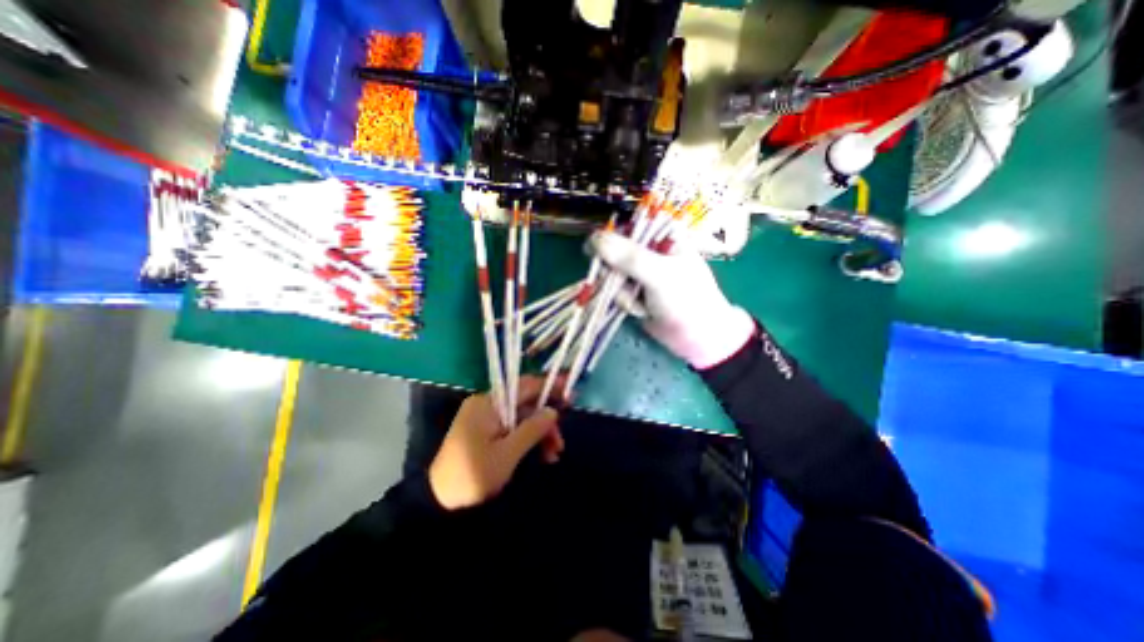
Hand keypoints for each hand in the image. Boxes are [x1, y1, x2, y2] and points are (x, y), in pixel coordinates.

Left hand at [429, 377, 562, 511]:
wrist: (439, 504)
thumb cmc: (473, 476)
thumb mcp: (507, 454)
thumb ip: (532, 429)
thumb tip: (553, 411)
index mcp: (488, 403)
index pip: (523, 386)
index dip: (548, 386)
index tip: (568, 391)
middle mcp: (487, 405)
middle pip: (525, 404)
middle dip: (546, 421)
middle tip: (561, 441)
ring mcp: (486, 419)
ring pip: (522, 419)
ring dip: (540, 434)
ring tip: (554, 455)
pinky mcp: (487, 433)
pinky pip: (513, 429)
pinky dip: (528, 440)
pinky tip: (542, 456)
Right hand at [590, 231, 758, 370]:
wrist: (698, 337)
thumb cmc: (686, 299)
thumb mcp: (659, 274)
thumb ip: (628, 257)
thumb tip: (593, 239)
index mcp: (661, 235)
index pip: (625, 227)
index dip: (609, 240)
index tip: (599, 255)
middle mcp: (649, 250)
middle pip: (612, 252)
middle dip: (615, 273)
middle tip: (626, 285)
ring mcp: (640, 272)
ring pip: (611, 274)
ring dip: (622, 292)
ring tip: (642, 304)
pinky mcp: (635, 291)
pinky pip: (616, 291)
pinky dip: (626, 303)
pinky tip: (642, 311)